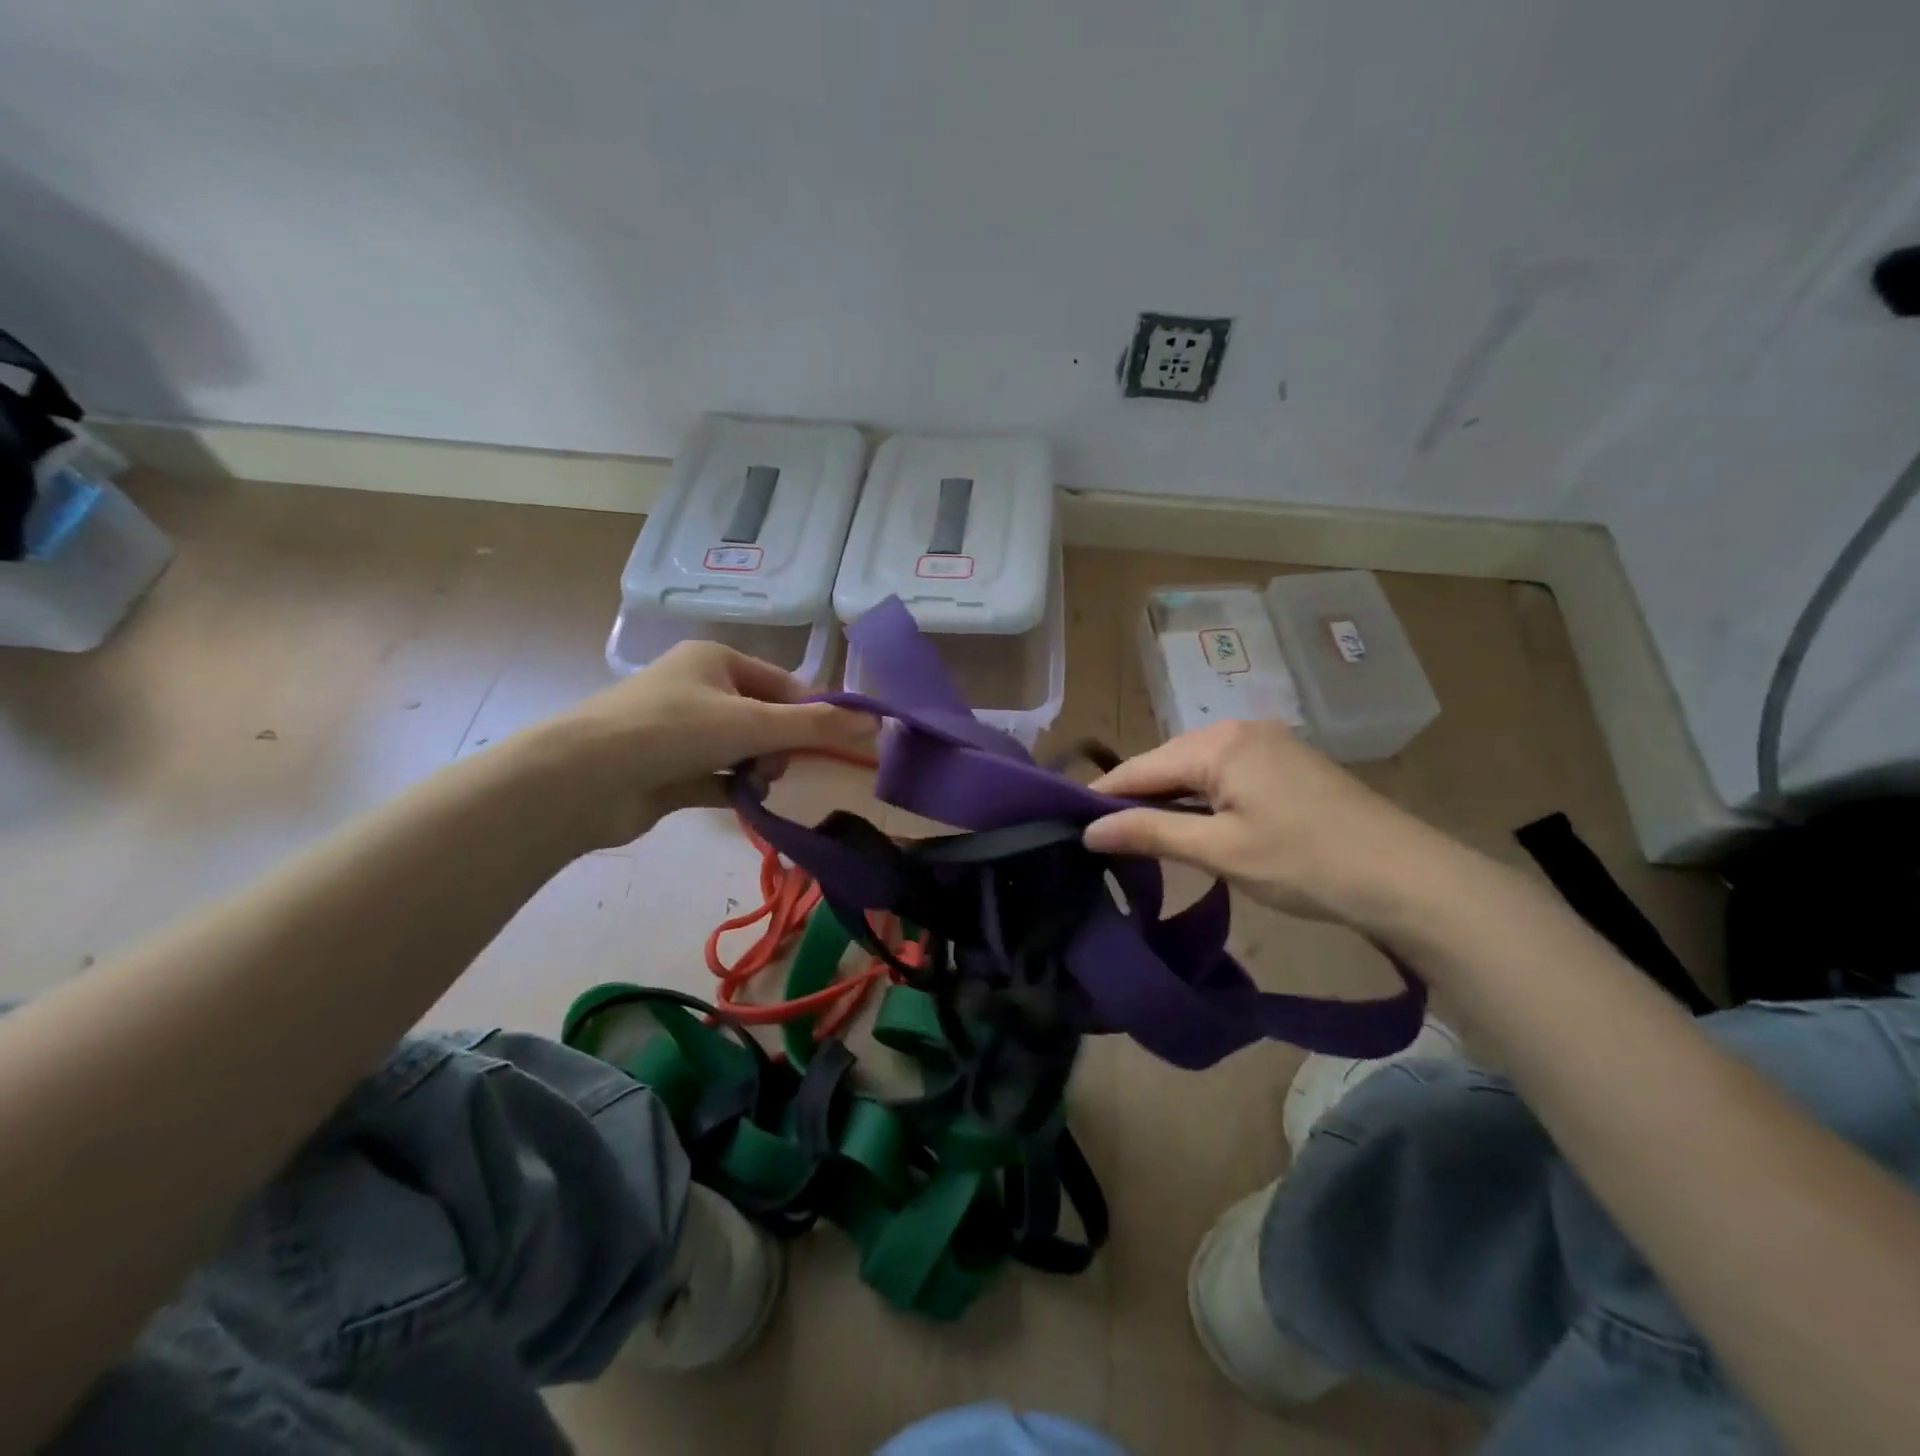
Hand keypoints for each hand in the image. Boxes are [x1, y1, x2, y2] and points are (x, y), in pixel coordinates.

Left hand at [539, 642, 874, 846]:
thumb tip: (878, 724)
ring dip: (758, 769)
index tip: (833, 745)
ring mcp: (680, 731)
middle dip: (780, 746)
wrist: (581, 779)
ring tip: (751, 785)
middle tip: (775, 766)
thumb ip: (817, 725)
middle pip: (766, 718)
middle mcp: (698, 688)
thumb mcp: (753, 723)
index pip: (784, 684)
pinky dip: (735, 789)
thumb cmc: (672, 731)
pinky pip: (719, 777)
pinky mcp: (668, 770)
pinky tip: (742, 801)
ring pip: (744, 749)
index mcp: (716, 660)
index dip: (812, 713)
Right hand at [1083, 720, 1445, 926]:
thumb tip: (1088, 831)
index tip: (1068, 823)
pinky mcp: (1286, 764)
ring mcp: (1267, 743)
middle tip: (1102, 838)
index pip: (1141, 766)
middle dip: (1136, 798)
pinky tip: (1191, 824)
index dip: (1103, 796)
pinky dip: (1201, 800)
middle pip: (1168, 763)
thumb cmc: (1305, 862)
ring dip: (1169, 801)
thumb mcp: (1220, 851)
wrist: (1407, 878)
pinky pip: (1225, 775)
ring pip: (1196, 770)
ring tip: (1138, 836)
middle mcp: (1239, 729)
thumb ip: (1150, 833)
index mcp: (1219, 742)